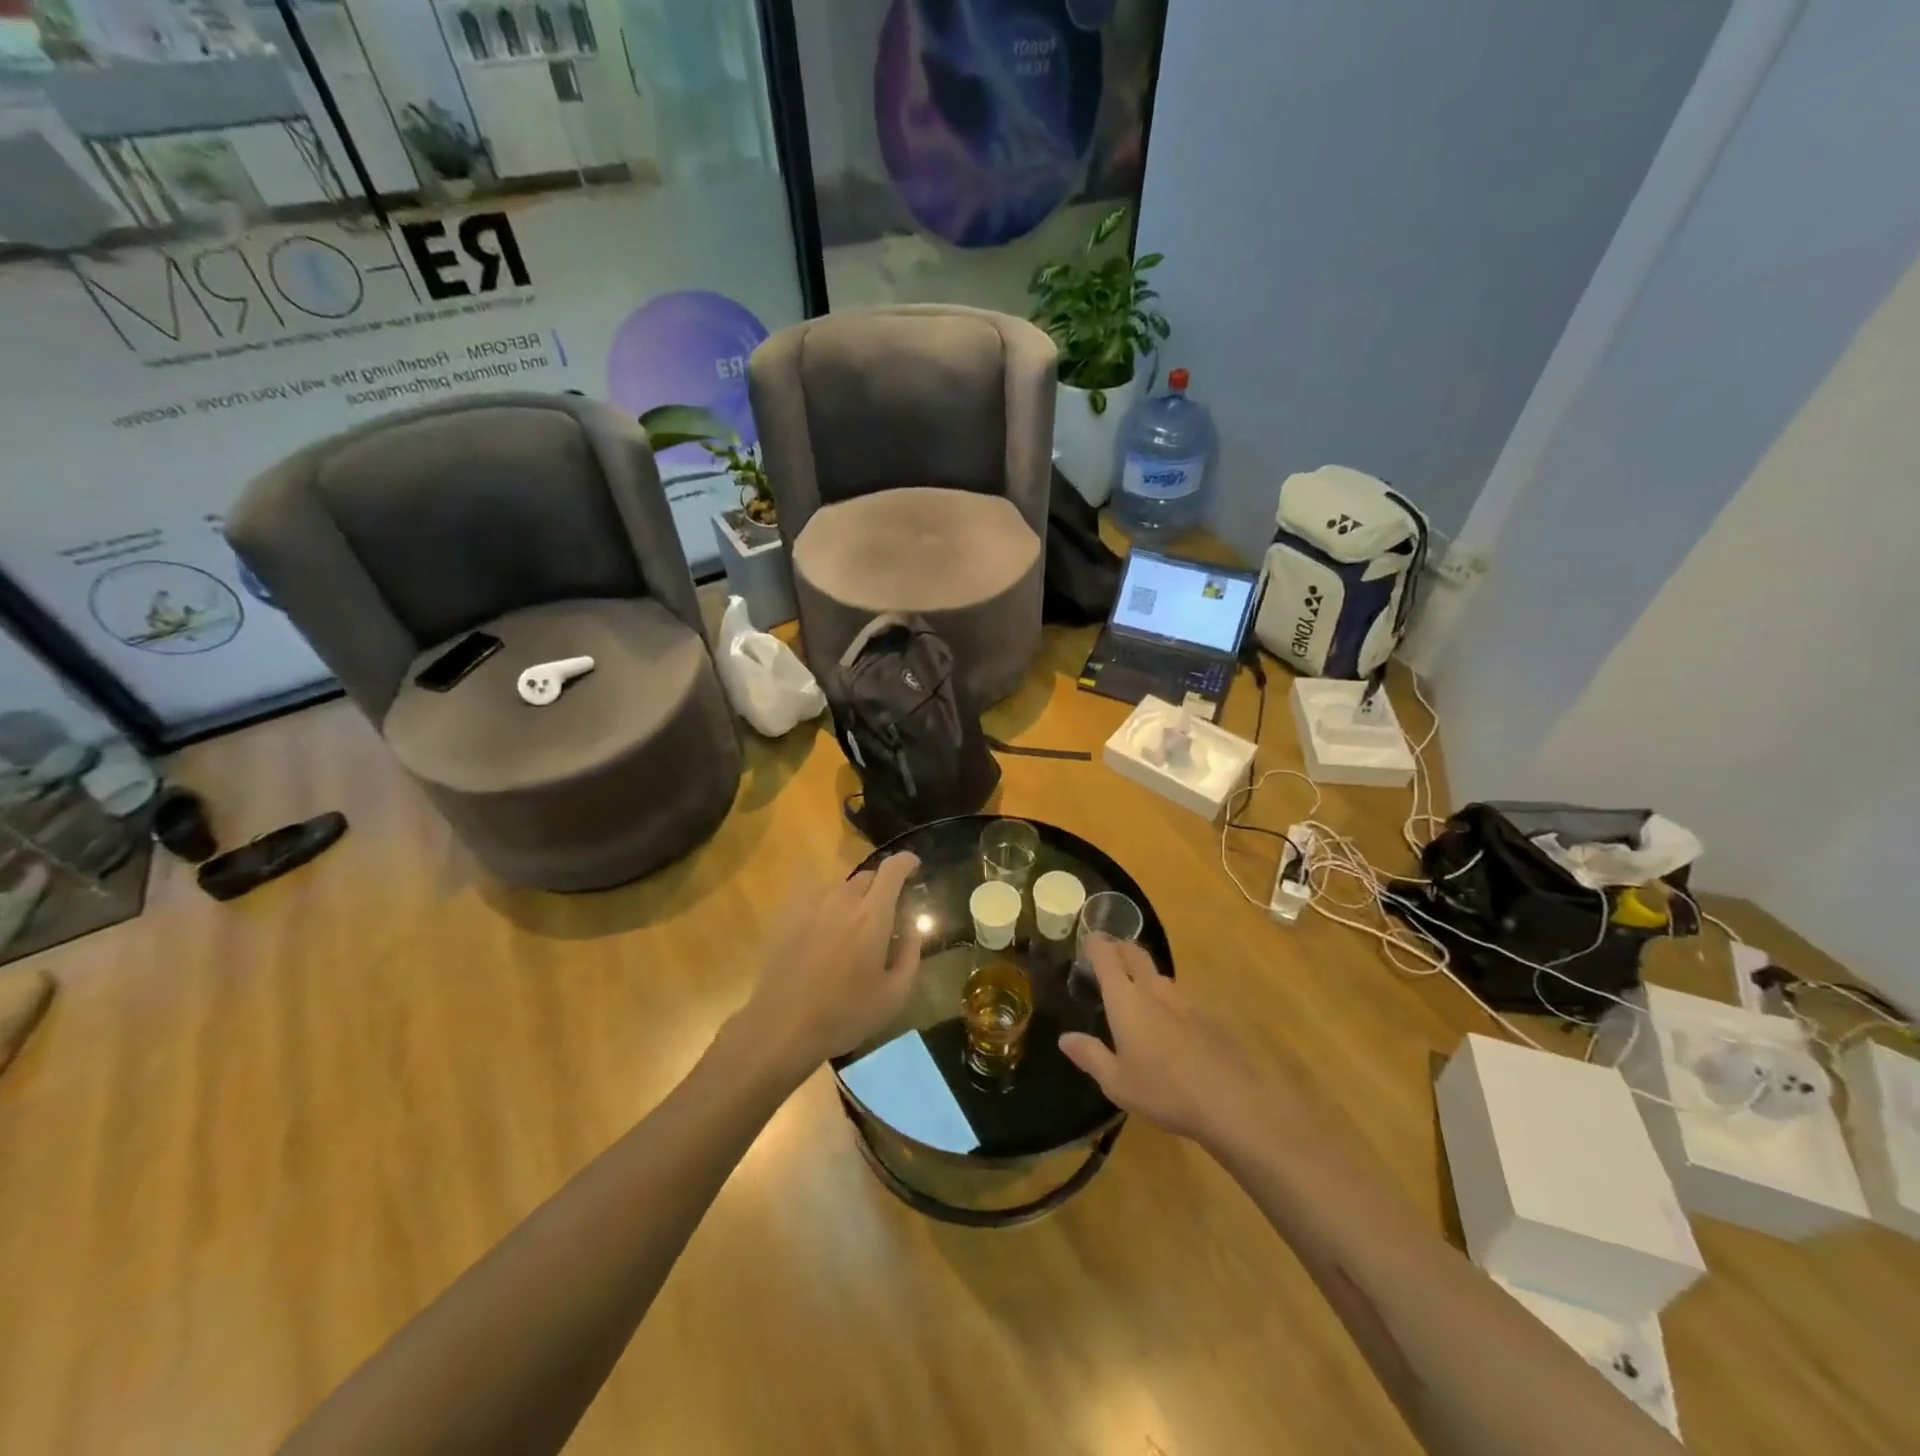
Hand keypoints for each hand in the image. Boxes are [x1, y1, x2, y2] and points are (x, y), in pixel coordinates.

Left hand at [737, 853, 922, 1076]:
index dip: (906, 861)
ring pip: (840, 887)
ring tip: (855, 927)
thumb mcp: (894, 996)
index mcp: (872, 915)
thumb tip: (914, 930)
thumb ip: (911, 956)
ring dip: (855, 898)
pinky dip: (830, 909)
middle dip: (881, 887)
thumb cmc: (844, 1013)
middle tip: (887, 912)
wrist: (782, 1026)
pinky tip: (828, 936)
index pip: (892, 869)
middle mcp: (842, 900)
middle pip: (867, 876)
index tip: (914, 866)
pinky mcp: (789, 918)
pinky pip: (817, 901)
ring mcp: (811, 906)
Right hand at [1058, 936, 1272, 1147]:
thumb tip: (1065, 1038)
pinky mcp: (1209, 1015)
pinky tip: (1172, 1026)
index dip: (1095, 944)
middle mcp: (1154, 990)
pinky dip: (1169, 1002)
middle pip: (1135, 954)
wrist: (1232, 1102)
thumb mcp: (1117, 1082)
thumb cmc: (1163, 1091)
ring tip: (1139, 993)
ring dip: (1145, 975)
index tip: (1088, 940)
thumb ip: (1090, 1055)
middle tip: (1110, 955)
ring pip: (1159, 975)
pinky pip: (1181, 998)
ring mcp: (1186, 1000)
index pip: (1106, 957)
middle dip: (1120, 948)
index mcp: (1126, 1000)